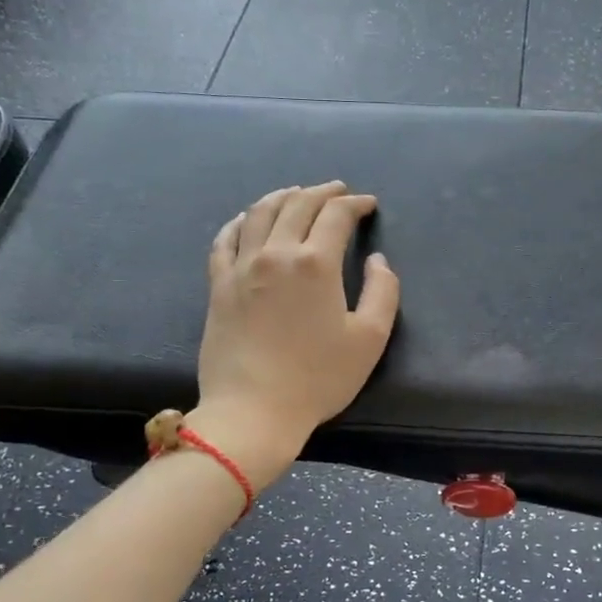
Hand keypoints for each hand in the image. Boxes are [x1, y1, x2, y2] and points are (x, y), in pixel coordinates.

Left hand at [196, 182, 399, 464]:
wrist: (253, 410)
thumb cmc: (318, 378)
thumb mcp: (370, 338)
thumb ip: (383, 291)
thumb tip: (377, 259)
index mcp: (316, 263)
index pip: (336, 215)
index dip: (355, 204)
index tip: (368, 204)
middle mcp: (276, 253)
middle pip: (297, 204)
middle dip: (322, 192)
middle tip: (338, 191)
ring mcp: (241, 267)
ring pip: (259, 213)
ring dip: (282, 196)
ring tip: (296, 193)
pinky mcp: (218, 285)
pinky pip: (225, 239)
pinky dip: (240, 221)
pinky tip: (247, 220)